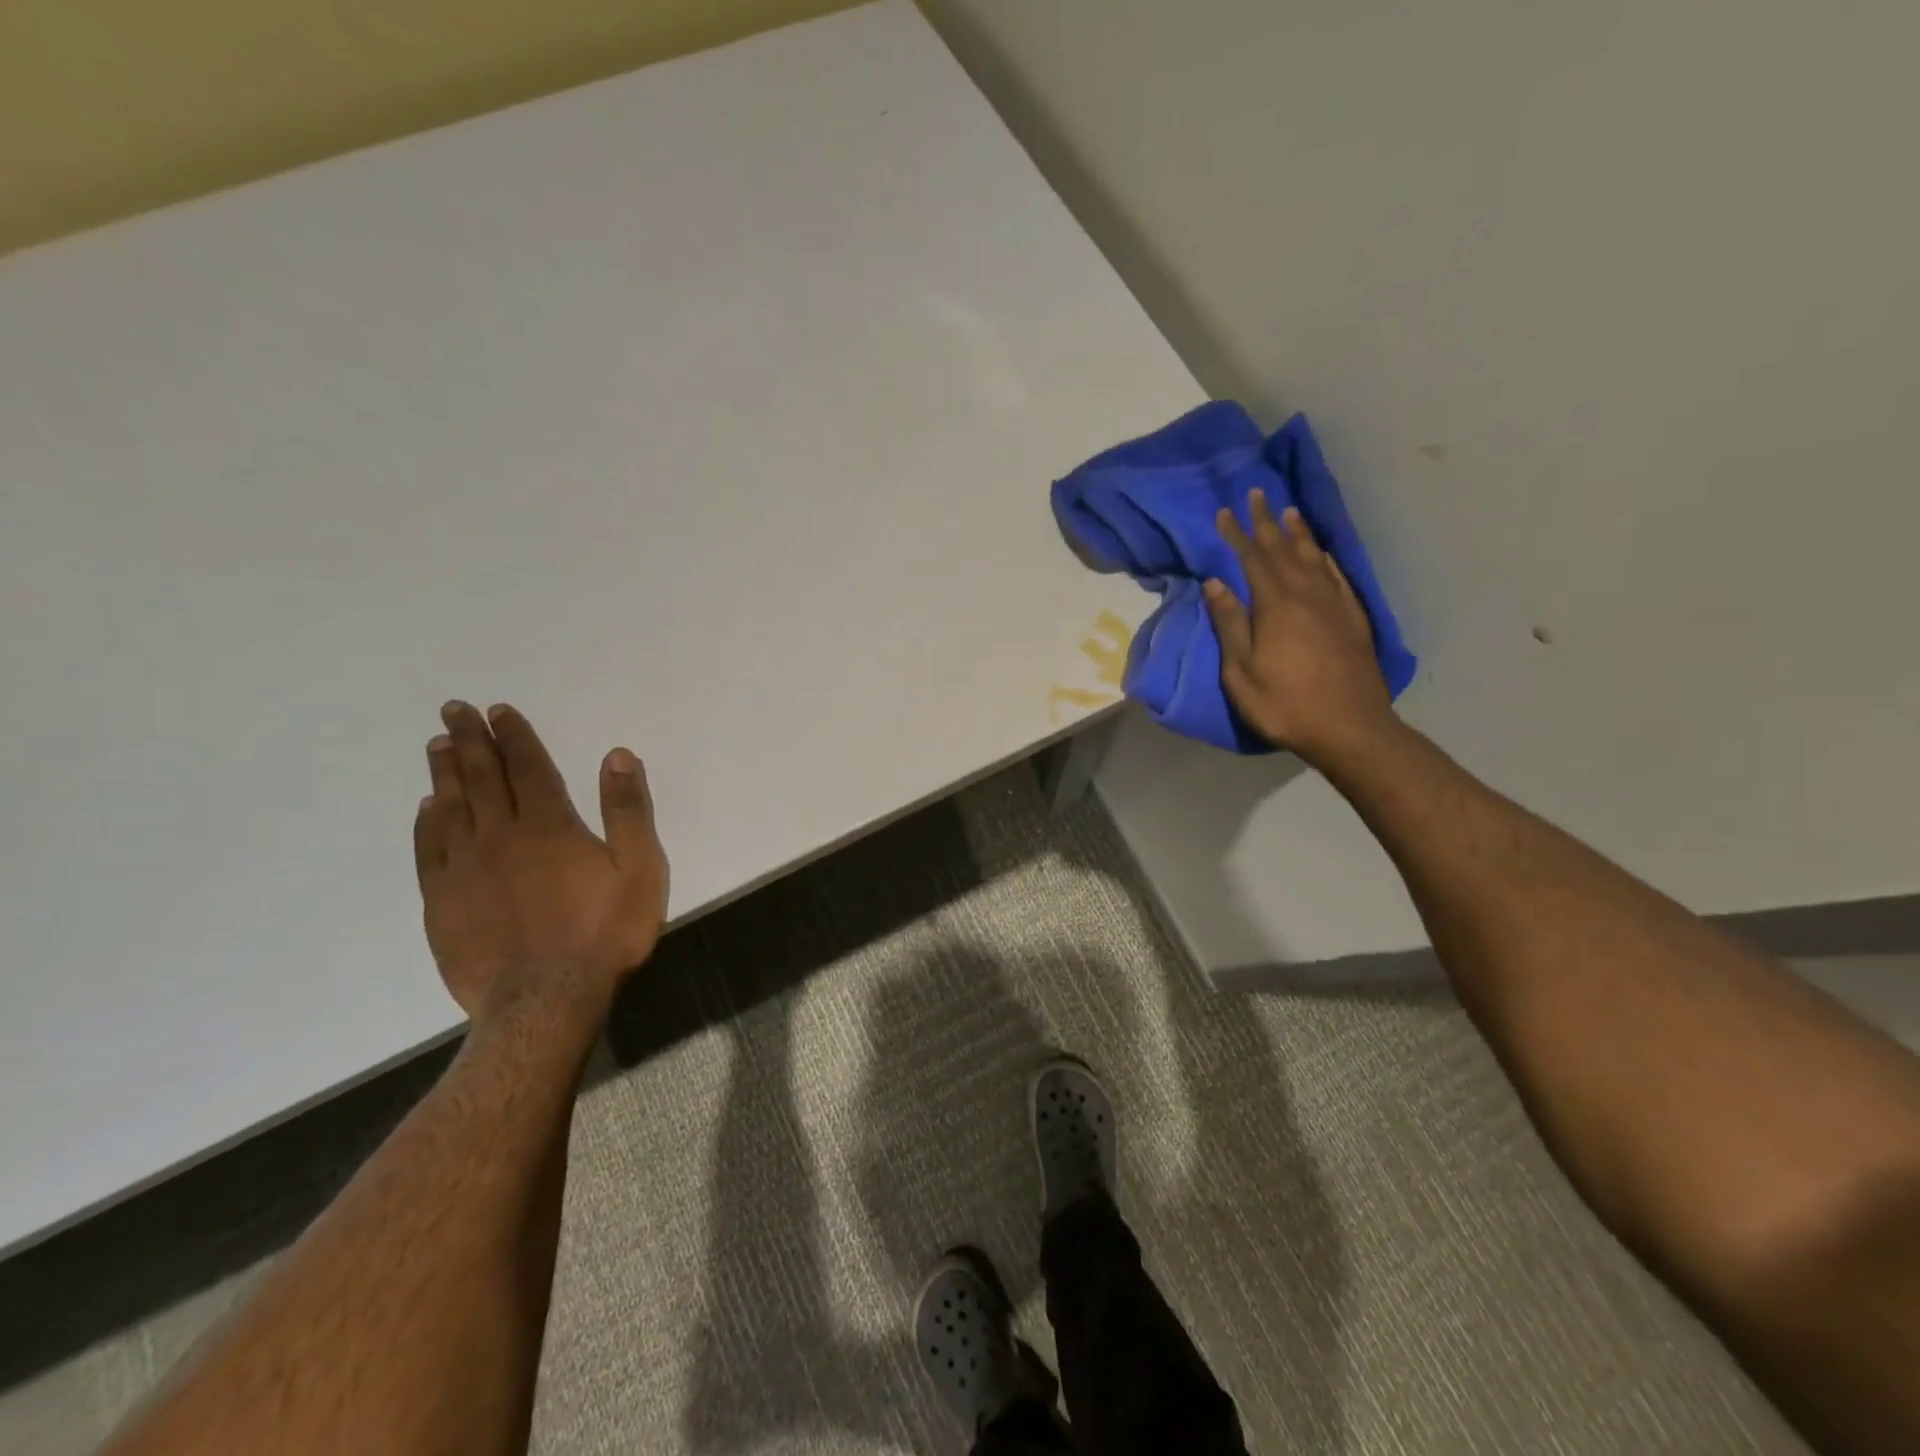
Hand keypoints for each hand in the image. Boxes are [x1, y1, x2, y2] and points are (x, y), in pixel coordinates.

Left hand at [413, 701, 668, 1026]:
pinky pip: (430, 851)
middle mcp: (500, 836)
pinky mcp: (442, 903)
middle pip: (482, 778)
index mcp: (550, 826)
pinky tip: (428, 809)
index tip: (498, 710)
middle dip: (471, 740)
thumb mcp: (639, 869)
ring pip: (451, 808)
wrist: (545, 1001)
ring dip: (445, 773)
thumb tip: (617, 756)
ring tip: (438, 746)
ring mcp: (464, 870)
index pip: (529, 767)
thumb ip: (628, 811)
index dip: (514, 736)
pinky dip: (427, 823)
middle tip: (453, 710)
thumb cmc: (603, 932)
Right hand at [1204, 489, 1395, 764]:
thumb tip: (1216, 582)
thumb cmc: (1285, 704)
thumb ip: (1230, 624)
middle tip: (1257, 494)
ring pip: (1313, 558)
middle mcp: (1308, 595)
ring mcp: (1335, 606)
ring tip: (1289, 511)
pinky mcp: (1353, 620)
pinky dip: (1325, 559)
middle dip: (1267, 522)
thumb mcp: (1241, 672)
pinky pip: (1337, 577)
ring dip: (1298, 533)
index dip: (1238, 534)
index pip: (1253, 559)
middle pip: (1284, 550)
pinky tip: (1320, 554)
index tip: (1225, 512)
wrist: (1350, 728)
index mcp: (1276, 606)